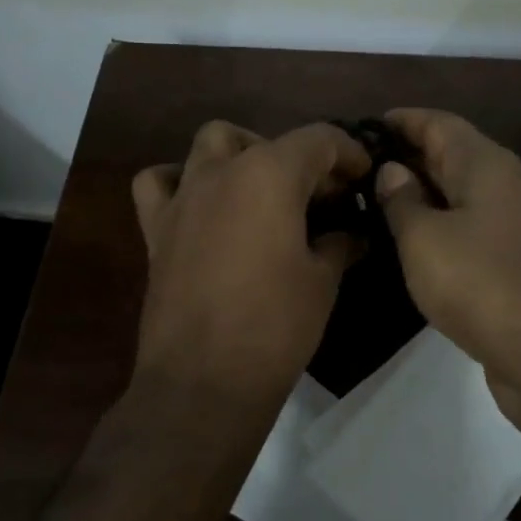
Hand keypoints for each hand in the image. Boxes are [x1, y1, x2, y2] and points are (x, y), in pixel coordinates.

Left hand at [131, 120, 370, 409]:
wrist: (204, 380)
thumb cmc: (275, 325)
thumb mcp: (322, 281)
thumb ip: (339, 243)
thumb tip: (351, 234)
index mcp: (270, 174)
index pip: (319, 140)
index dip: (348, 152)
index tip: (362, 176)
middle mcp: (222, 172)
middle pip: (266, 139)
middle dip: (299, 158)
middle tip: (320, 197)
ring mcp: (184, 197)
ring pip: (210, 143)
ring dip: (241, 153)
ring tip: (261, 189)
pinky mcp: (157, 228)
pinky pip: (160, 182)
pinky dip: (181, 180)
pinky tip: (201, 205)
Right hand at [374, 109, 520, 430]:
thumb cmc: (482, 284)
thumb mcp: (424, 240)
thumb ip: (402, 201)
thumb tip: (392, 170)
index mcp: (487, 166)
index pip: (440, 123)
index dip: (405, 119)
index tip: (367, 124)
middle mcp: (508, 186)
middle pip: (455, 155)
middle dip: (411, 154)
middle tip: (363, 164)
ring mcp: (519, 225)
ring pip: (464, 194)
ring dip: (426, 192)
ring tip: (380, 199)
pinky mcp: (520, 262)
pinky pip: (473, 227)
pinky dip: (443, 225)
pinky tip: (417, 242)